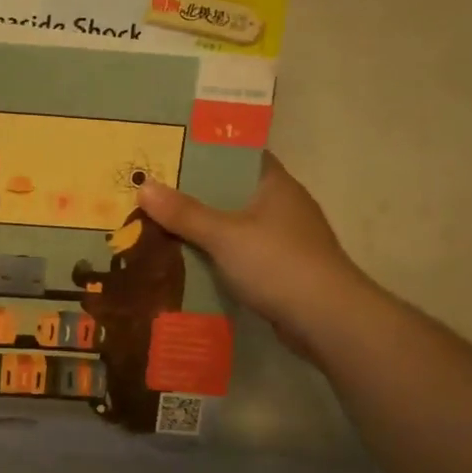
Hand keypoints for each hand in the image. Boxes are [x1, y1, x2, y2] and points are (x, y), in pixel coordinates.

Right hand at [137, 152, 371, 359]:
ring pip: (236, 225)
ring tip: (161, 225)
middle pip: (233, 191)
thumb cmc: (278, 263)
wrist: (328, 321)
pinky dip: (218, 256)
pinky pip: (241, 254)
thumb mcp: (223, 235)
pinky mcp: (283, 271)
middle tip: (154, 191)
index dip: (207, 151)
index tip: (171, 152)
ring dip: (205, 228)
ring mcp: (286, 240)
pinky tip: (189, 262)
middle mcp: (283, 206)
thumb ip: (184, 213)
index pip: (239, 155)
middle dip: (196, 193)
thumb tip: (144, 186)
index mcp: (275, 184)